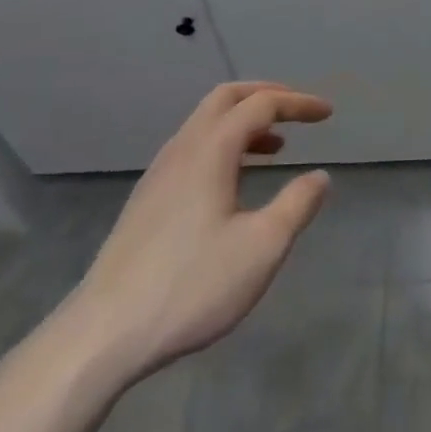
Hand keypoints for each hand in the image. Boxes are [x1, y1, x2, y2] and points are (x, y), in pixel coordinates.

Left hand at [57, 82, 332, 385]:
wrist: (103, 335)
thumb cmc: (191, 285)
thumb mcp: (262, 248)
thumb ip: (297, 205)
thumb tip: (319, 176)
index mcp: (211, 150)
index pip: (261, 104)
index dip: (298, 103)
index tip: (328, 113)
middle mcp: (182, 149)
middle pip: (226, 98)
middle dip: (266, 96)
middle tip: (297, 111)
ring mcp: (159, 174)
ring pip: (205, 123)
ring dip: (243, 122)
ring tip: (276, 147)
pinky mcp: (146, 200)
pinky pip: (192, 148)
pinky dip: (223, 144)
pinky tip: (234, 182)